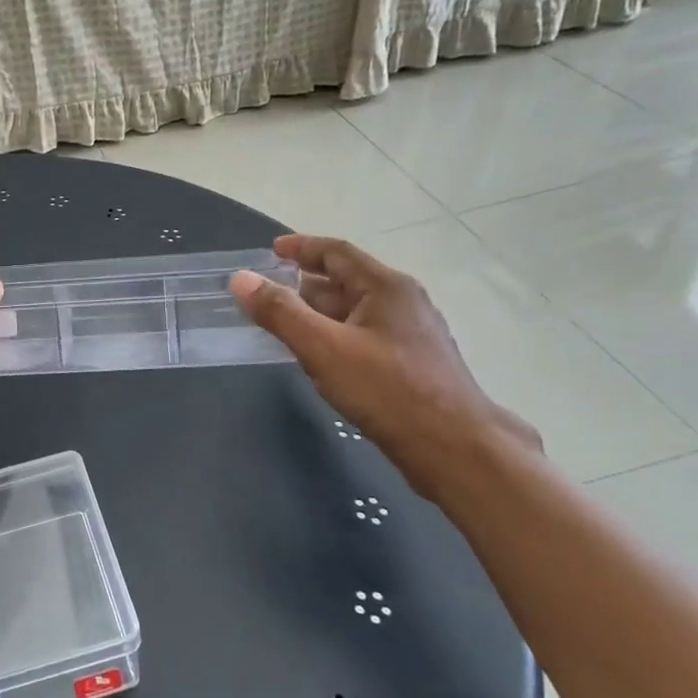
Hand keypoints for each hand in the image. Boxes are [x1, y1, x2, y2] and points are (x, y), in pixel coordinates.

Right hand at [229, 235, 539, 499]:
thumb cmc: (388, 391)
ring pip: (355, 311)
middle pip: (346, 280)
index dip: (301, 247)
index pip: (337, 252)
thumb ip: (280, 312)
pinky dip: (335, 334)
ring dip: (319, 312)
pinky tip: (320, 357)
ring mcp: (411, 333)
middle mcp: (403, 302)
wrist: (456, 450)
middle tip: (268, 294)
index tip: (271, 251)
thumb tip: (241, 280)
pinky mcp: (413, 363)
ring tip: (285, 325)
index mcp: (386, 287)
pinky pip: (364, 335)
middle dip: (305, 284)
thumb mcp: (323, 348)